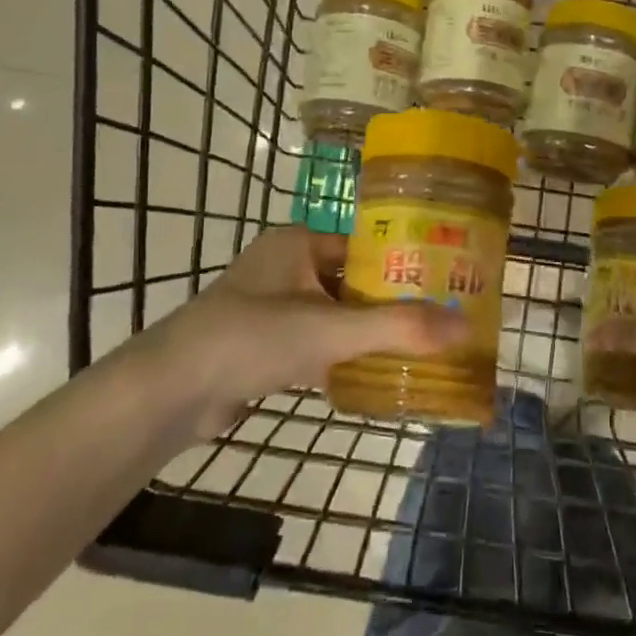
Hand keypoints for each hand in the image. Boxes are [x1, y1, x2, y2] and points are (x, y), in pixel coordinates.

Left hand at [141, 226, 466, 438]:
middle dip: (391, 306)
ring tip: (418, 353)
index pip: (366, 248)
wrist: (169, 393)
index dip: (405, 268)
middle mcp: (285, 266)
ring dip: (368, 335)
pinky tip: (373, 378)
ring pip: (335, 316)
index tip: (446, 288)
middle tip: (440, 326)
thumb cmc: (251, 339)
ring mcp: (271, 306)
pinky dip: (341, 358)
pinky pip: (315, 343)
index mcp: (298, 242)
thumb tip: (466, 328)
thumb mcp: (330, 330)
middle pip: (354, 283)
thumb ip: (398, 328)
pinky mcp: (262, 345)